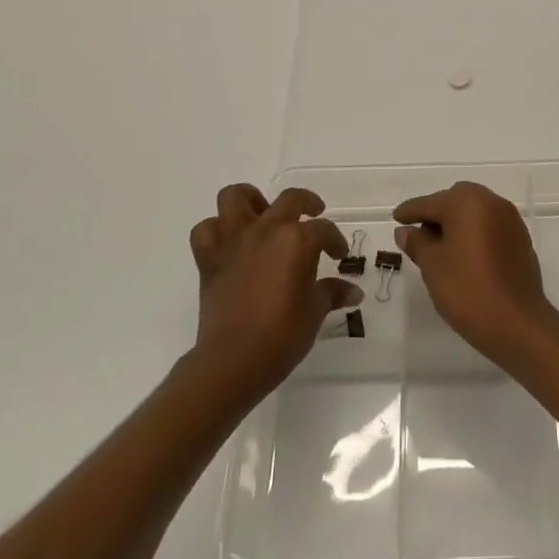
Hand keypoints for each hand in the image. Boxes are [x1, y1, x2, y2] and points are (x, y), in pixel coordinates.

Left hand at [189, 184, 362, 402]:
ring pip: (235, 197)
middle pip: (289, 199)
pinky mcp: (209, 260)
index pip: (324, 230)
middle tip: (313, 214)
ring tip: (263, 214)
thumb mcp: (315, 312)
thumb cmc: (281, 335)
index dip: (335, 241)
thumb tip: (353, 291)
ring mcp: (234, 241)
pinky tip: (229, 242)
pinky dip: (216, 230)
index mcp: (297, 240)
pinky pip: (205, 231)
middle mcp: (265, 230)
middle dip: (307, 203)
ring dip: (251, 200)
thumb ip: (332, 293)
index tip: (339, 255)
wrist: (232, 361)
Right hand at [392, 182, 558, 362]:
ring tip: (440, 250)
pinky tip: (465, 257)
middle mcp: (491, 202)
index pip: (429, 202)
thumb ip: (417, 243)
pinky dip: (474, 235)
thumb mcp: (433, 266)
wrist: (518, 323)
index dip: (410, 211)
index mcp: (467, 201)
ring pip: (475, 213)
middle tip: (418, 236)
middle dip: (436, 215)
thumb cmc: (468, 289)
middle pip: (455, 201)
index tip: (396, 217)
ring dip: (456, 224)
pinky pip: (490, 227)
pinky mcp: (521, 239)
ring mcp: (510, 220)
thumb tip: (405, 230)